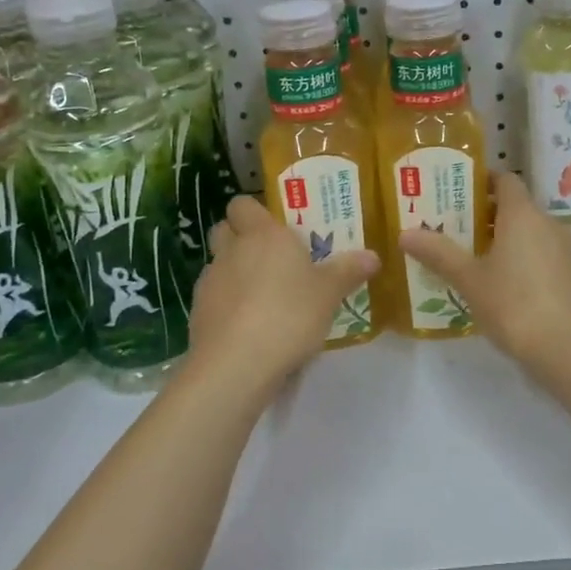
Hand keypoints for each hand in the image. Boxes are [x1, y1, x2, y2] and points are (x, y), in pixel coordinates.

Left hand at [190, 197, 380, 383]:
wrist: (236, 365)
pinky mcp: (198, 314)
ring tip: (264, 297)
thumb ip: (348, 271)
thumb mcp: (329, 293)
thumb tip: (373, 256)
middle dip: (241, 238)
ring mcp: (210, 282)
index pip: (243, 204)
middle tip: (271, 257)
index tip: (276, 227)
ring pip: (219, 265)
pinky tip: (249, 326)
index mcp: (263, 235)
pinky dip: (228, 305)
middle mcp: (231, 251)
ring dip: (235, 273)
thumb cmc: (289, 315)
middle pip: (224, 230)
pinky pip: (214, 298)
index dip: (255, 212)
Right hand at [399, 170, 570, 373]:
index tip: (456, 192)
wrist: (568, 348)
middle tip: (453, 228)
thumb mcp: (469, 279)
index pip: (505, 179)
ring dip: (504, 237)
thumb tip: (405, 233)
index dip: (482, 181)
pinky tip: (503, 284)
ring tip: (473, 258)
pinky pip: (542, 252)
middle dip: (485, 213)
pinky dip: (522, 256)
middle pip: (515, 206)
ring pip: (530, 231)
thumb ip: (438, 253)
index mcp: (522, 214)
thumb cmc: (513, 305)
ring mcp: (565, 248)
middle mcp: (548, 222)